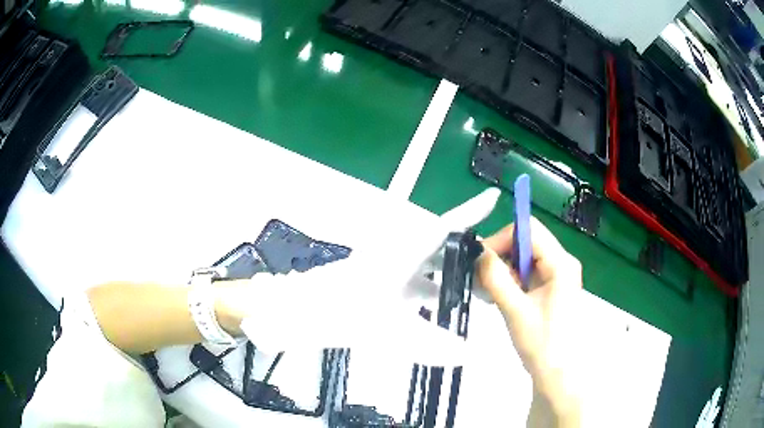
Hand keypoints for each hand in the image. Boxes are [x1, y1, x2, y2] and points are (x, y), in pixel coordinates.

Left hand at [213, 189, 501, 365]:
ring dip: (449, 277)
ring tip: (474, 294)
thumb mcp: (384, 333)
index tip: (492, 198)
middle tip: (494, 270)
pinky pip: (413, 282)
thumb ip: (429, 346)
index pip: (442, 228)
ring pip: (425, 267)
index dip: (469, 213)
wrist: (292, 313)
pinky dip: (430, 291)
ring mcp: (385, 269)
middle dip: (468, 254)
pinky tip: (439, 309)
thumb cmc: (333, 314)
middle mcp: (394, 255)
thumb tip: (467, 354)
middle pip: (439, 246)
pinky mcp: (377, 282)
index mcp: (397, 256)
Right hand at [477, 217, 581, 426]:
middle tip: (482, 280)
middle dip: (502, 257)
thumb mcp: (515, 311)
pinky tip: (501, 299)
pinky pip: (528, 273)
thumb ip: (496, 279)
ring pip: (525, 258)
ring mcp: (558, 276)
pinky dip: (511, 281)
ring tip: (490, 293)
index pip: (528, 231)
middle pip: (527, 242)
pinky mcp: (552, 288)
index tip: (480, 261)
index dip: (501, 239)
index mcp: (561, 263)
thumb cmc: (542, 344)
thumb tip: (479, 253)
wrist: (558, 373)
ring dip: (505, 271)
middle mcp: (562, 263)